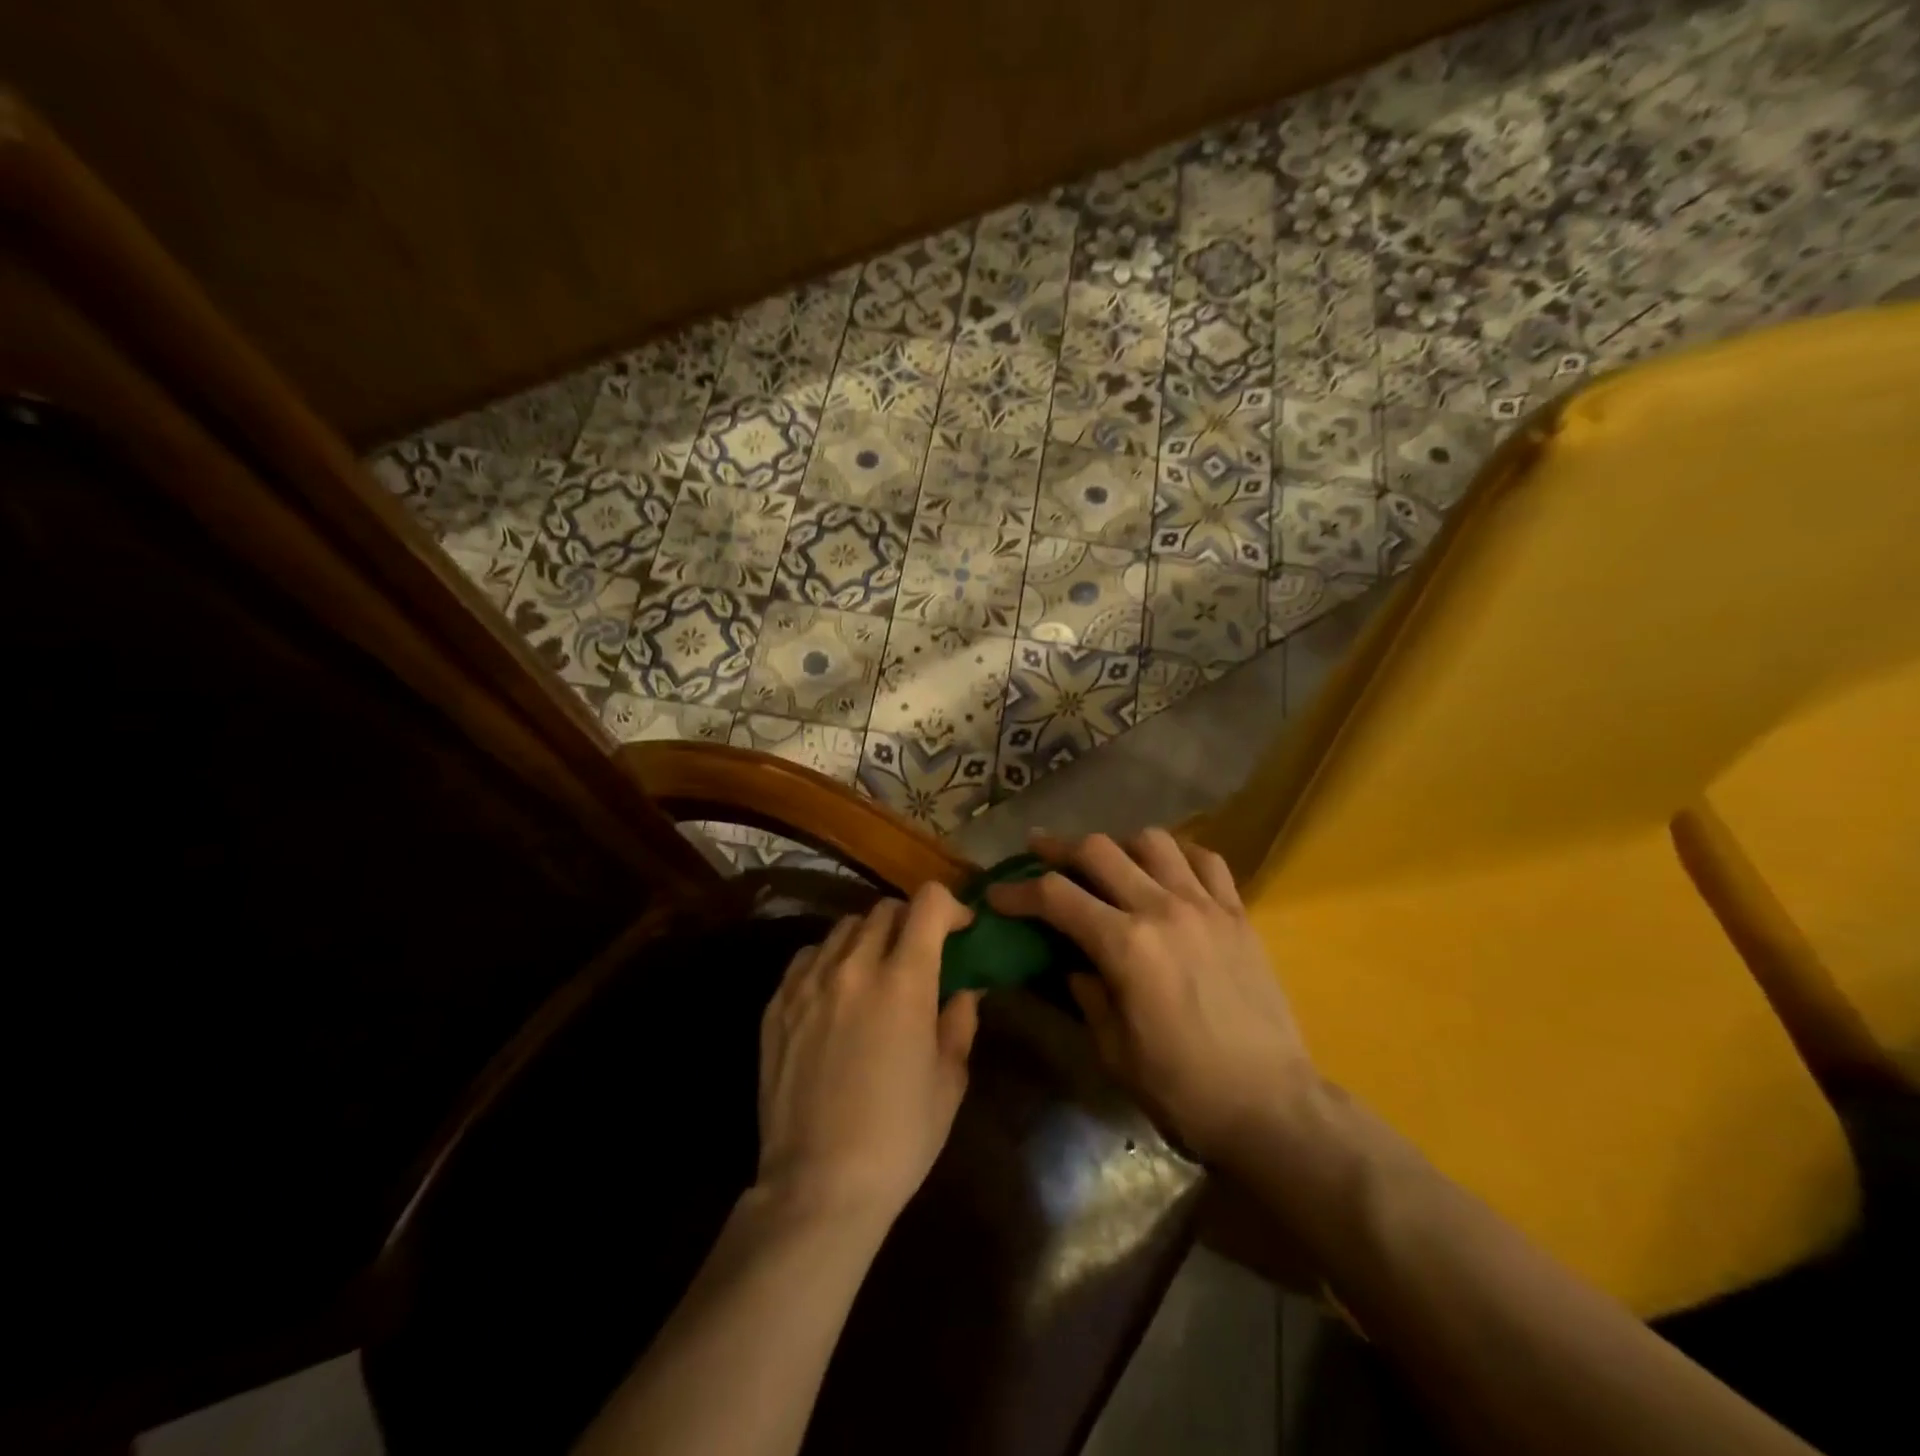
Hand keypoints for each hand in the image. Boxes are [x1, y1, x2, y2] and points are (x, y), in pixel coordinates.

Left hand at [756, 884, 980, 1227]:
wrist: (818, 1186)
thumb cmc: (898, 1137)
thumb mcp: (948, 1081)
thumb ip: (959, 1023)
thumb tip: (964, 991)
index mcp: (904, 981)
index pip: (928, 904)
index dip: (950, 906)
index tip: (960, 928)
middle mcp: (854, 967)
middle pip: (885, 909)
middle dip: (911, 921)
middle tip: (919, 953)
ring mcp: (809, 983)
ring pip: (844, 927)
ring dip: (869, 938)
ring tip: (875, 970)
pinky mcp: (777, 1004)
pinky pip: (808, 956)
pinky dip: (830, 959)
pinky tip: (835, 991)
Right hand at [987, 829, 1317, 1168]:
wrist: (1272, 1107)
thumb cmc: (1183, 1089)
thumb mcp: (1115, 1051)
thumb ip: (1087, 994)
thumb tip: (1074, 963)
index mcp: (1126, 946)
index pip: (1056, 897)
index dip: (1018, 891)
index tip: (997, 894)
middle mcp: (1163, 909)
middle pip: (1099, 851)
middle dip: (1058, 848)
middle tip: (1037, 851)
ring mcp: (1206, 905)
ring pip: (1153, 841)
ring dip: (1119, 845)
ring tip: (1108, 861)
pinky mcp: (1239, 914)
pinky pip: (1207, 860)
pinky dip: (1179, 854)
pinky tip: (1168, 869)